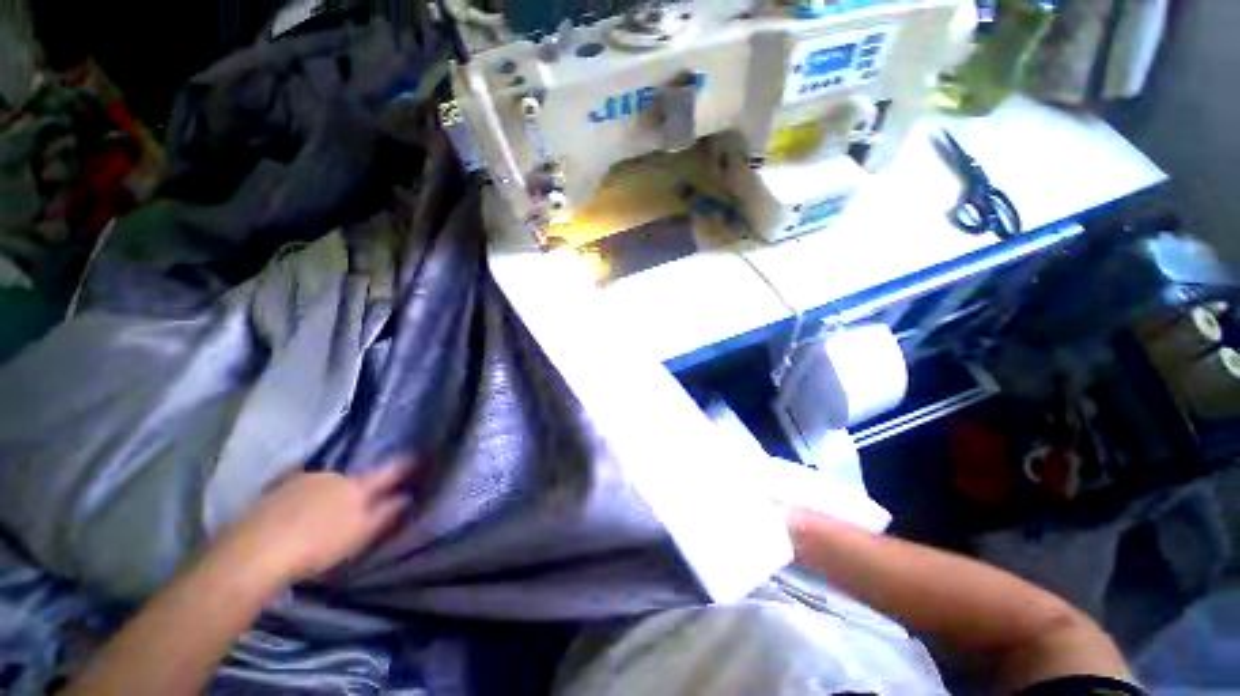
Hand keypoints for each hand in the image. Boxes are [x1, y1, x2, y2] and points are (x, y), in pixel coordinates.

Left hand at [223, 461, 413, 583]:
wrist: (254, 551)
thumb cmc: (317, 544)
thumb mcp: (360, 533)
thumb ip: (386, 513)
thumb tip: (408, 497)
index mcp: (357, 485)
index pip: (389, 470)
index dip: (405, 465)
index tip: (418, 457)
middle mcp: (331, 475)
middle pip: (353, 477)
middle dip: (359, 487)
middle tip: (356, 507)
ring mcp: (300, 480)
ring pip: (324, 484)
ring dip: (328, 494)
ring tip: (320, 517)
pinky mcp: (273, 491)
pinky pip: (298, 490)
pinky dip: (303, 500)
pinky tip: (294, 517)